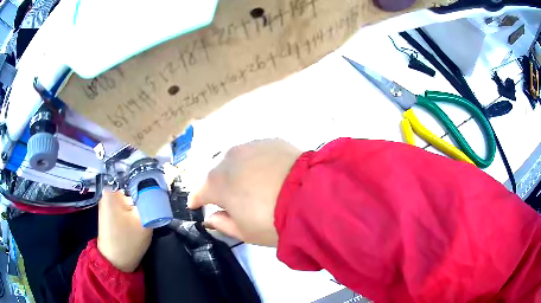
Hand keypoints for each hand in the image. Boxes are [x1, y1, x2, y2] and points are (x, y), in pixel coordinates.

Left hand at [97, 190, 151, 271]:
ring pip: (129, 201)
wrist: (115, 263)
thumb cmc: (128, 242)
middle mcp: (107, 194)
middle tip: (147, 216)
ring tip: (139, 224)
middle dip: (141, 201)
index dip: (148, 188)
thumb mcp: (144, 221)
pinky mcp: (109, 214)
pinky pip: (124, 208)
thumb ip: (151, 203)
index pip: (135, 180)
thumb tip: (157, 191)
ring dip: (137, 209)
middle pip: (131, 191)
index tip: (156, 200)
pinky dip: (131, 215)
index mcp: (112, 191)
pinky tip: (134, 226)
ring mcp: (107, 205)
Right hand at [188, 139, 301, 246]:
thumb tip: (211, 218)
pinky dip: (254, 161)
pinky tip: (266, 171)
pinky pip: (254, 152)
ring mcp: (249, 145)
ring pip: (233, 158)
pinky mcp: (269, 140)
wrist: (313, 197)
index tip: (197, 206)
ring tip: (246, 182)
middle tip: (225, 196)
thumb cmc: (273, 221)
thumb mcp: (244, 232)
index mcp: (215, 182)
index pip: (198, 192)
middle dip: (214, 184)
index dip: (197, 200)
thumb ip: (222, 223)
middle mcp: (227, 158)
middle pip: (213, 172)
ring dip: (234, 170)